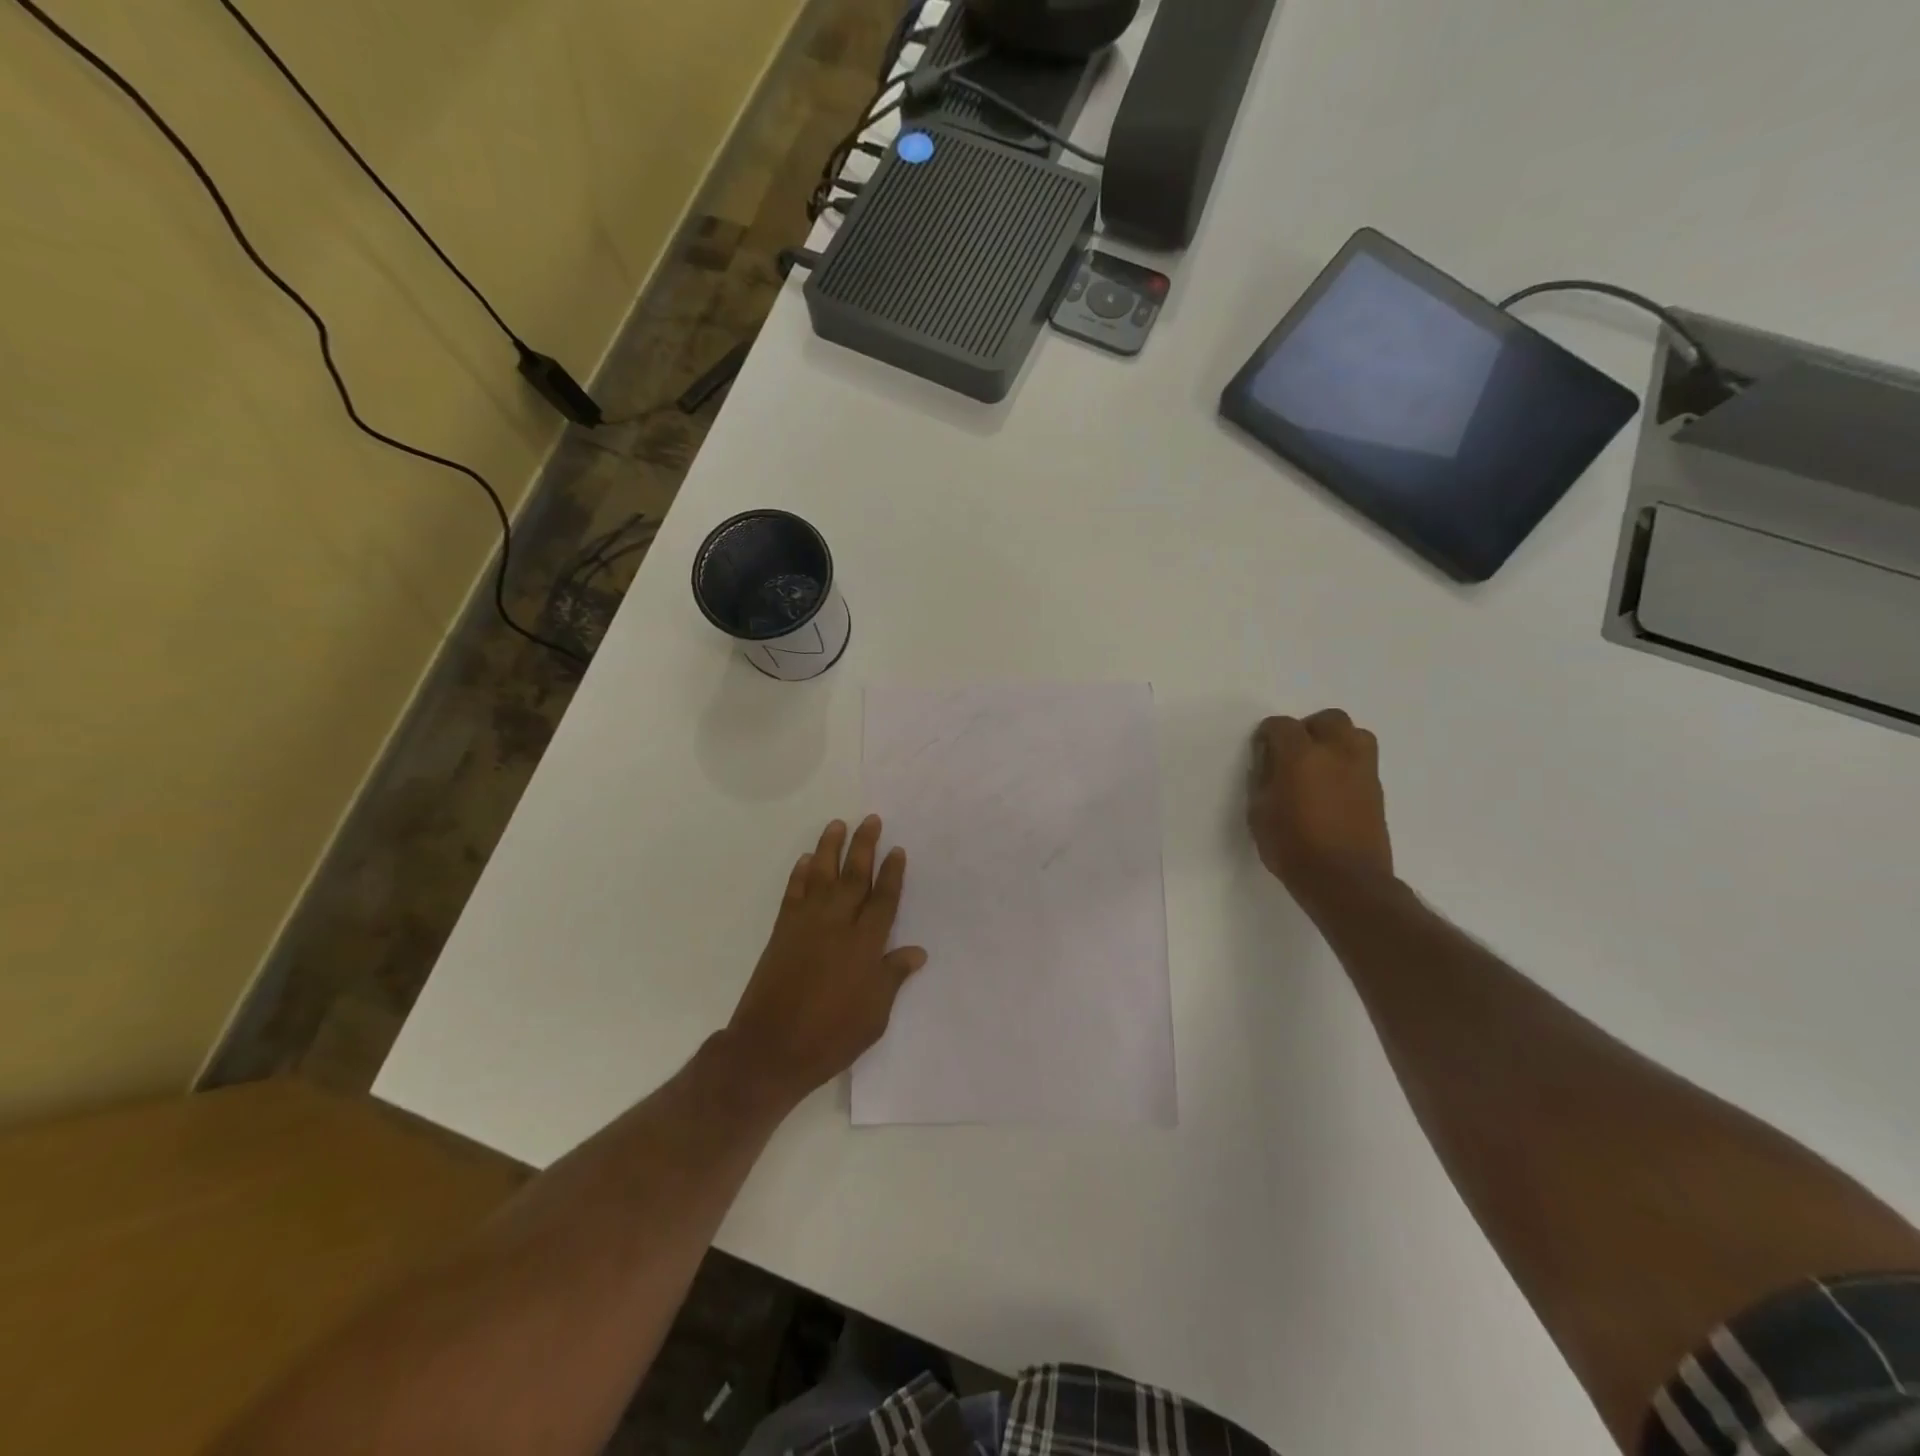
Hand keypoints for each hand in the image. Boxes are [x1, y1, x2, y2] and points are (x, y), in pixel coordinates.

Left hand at [723, 816, 927, 1107]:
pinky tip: (807, 859)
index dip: (892, 873)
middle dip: (864, 846)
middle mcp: (837, 925)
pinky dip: (800, 874)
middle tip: (870, 819)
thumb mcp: (874, 1015)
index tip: (897, 849)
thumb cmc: (831, 1037)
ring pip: (822, 876)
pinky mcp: (782, 932)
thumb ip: (892, 978)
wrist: (770, 1050)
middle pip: (854, 877)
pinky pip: (793, 893)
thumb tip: (917, 952)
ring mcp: (806, 926)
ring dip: (830, 848)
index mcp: (865, 945)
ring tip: (837, 824)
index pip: (884, 900)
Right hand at [1248, 710, 1393, 908]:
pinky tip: (1333, 788)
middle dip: (1308, 729)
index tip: (1262, 751)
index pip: (1282, 725)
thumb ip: (1263, 781)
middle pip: (1328, 719)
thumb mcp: (1259, 813)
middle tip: (1294, 753)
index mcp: (1300, 756)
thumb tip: (1270, 765)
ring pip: (1355, 734)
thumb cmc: (1292, 847)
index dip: (1268, 735)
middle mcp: (1336, 753)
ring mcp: (1362, 770)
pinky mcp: (1377, 789)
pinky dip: (1347, 764)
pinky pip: (1363, 761)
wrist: (1345, 880)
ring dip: (1336, 741)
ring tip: (1320, 765)